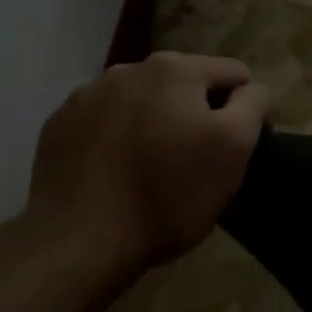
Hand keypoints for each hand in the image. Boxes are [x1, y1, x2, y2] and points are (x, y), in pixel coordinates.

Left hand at [24, 52, 268, 276]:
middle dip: (197, 115)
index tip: (235, 151)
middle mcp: (128, 69)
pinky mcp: (58, 126)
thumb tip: (249, 89)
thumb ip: (253, 104)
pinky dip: (119, 139)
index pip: (235, 75)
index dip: (244, 111)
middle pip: (186, 86)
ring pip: (144, 102)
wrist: (78, 242)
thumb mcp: (235, 147)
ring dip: (157, 124)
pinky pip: (106, 123)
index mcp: (176, 69)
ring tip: (154, 169)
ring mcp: (86, 96)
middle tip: (196, 162)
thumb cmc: (170, 194)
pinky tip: (118, 174)